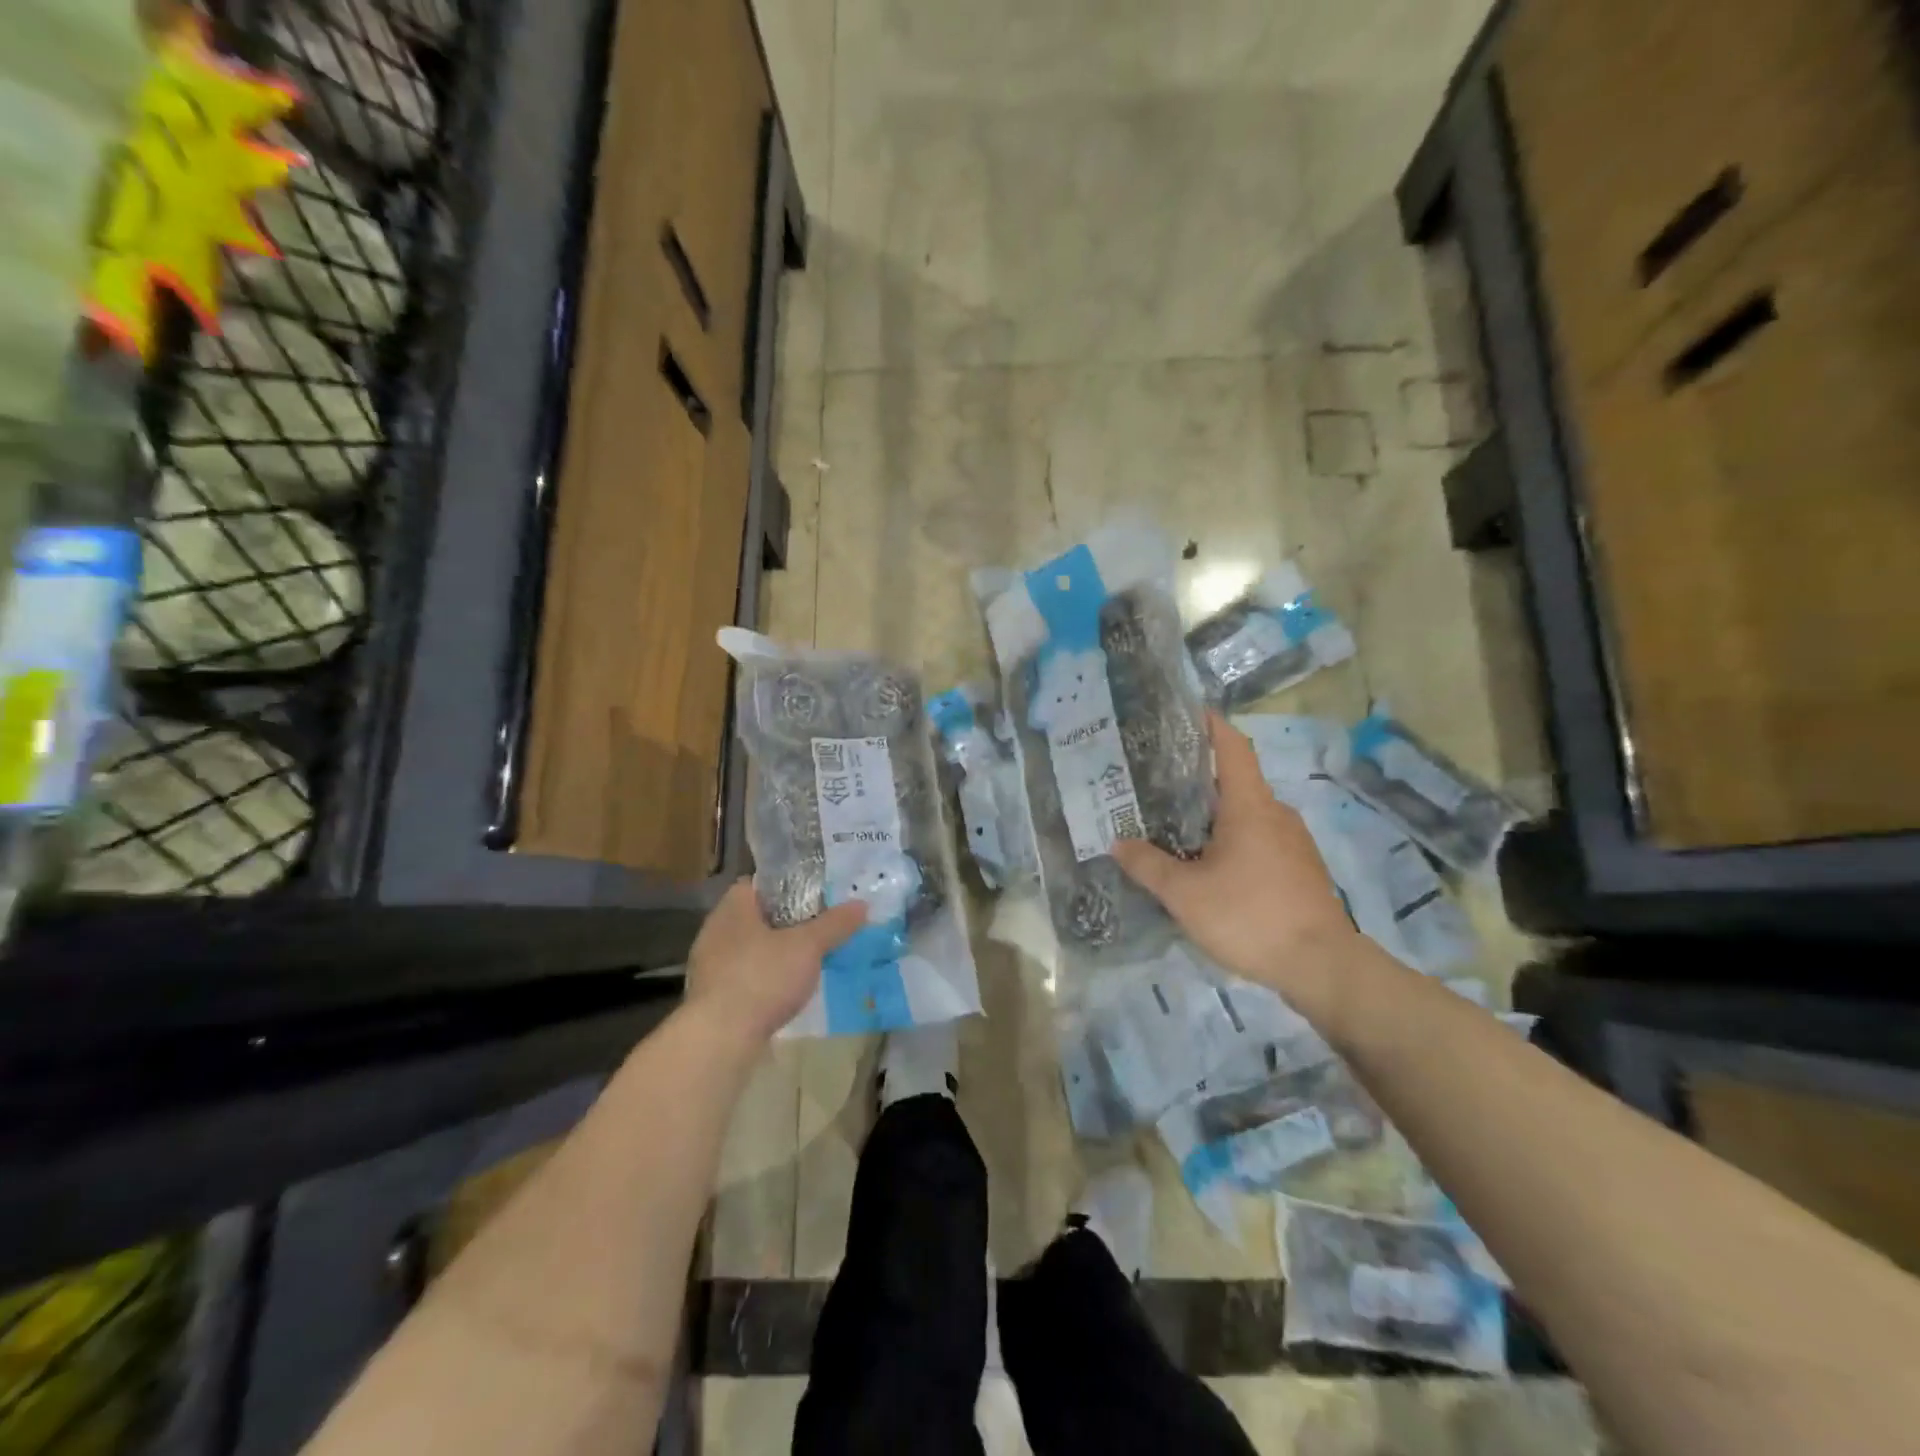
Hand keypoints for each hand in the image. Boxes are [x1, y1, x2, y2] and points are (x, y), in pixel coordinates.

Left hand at [684, 881, 867, 1046]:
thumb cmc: (762, 978)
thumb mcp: (808, 947)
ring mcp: (709, 964)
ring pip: (749, 948)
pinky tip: (784, 990)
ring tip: (806, 960)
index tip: (814, 897)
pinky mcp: (711, 996)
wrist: (720, 1038)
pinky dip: (763, 978)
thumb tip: (861, 905)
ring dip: (774, 952)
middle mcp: (715, 930)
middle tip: (817, 928)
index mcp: (733, 907)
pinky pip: (743, 975)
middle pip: (756, 916)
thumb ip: (834, 924)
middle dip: (785, 922)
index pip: (759, 884)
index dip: (787, 887)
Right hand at [1113, 714, 1357, 1018]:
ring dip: (1216, 813)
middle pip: (1236, 780)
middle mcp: (1276, 813)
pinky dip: (1233, 838)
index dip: (1211, 724)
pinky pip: (1261, 838)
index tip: (1187, 711)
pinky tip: (1211, 864)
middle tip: (1158, 782)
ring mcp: (1294, 841)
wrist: (1323, 966)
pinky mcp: (1301, 868)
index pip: (1233, 747)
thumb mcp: (1185, 894)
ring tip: (1177, 825)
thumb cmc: (1250, 916)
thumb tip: (1118, 843)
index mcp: (1249, 806)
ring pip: (1248, 813)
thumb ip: (1148, 865)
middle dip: (1199, 777)